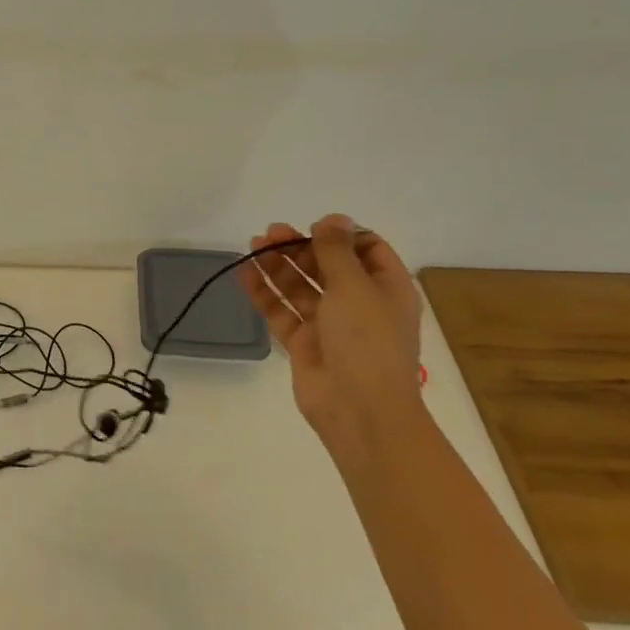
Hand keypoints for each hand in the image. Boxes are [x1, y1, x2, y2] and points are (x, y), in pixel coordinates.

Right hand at [239, 214, 423, 463]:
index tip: (313, 227)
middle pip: (327, 265)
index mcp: (386, 289)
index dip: (341, 235)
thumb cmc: (367, 341)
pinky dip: (263, 292)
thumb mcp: (355, 287)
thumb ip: (337, 250)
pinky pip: (281, 310)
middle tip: (270, 233)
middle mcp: (360, 304)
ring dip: (278, 265)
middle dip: (300, 247)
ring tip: (253, 245)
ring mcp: (330, 325)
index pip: (368, 250)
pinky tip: (243, 273)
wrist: (360, 411)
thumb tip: (333, 218)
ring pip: (300, 286)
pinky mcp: (304, 344)